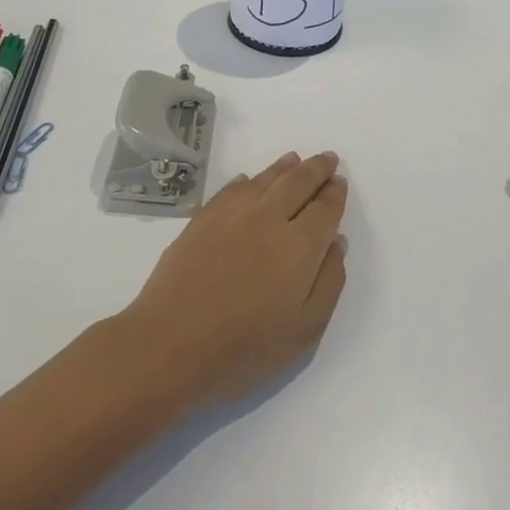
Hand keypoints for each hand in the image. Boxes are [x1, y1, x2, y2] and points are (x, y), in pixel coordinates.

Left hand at [119, 151, 348, 408]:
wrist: (169, 347)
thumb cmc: (244, 349)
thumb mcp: (305, 330)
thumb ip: (328, 282)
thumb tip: (336, 243)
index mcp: (299, 246)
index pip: (324, 209)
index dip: (334, 194)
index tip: (340, 182)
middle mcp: (267, 219)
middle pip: (296, 183)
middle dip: (315, 169)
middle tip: (326, 159)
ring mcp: (230, 217)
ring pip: (263, 180)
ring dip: (283, 167)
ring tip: (294, 159)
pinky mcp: (200, 222)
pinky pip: (229, 190)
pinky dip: (245, 181)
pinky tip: (248, 180)